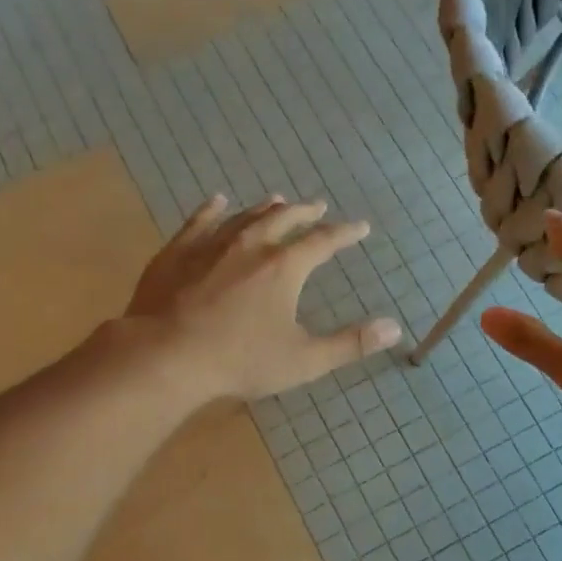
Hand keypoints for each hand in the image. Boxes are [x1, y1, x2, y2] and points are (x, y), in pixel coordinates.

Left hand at [123, 194, 401, 401]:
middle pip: (284, 219)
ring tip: (277, 200)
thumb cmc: (239, 361)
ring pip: (245, 216)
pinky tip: (217, 201)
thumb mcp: (303, 360)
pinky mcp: (177, 252)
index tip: (360, 227)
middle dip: (305, 212)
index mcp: (284, 267)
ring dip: (265, 207)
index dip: (344, 233)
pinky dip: (212, 210)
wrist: (166, 356)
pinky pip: (199, 221)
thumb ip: (350, 344)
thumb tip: (395, 328)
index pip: (323, 242)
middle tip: (318, 206)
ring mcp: (211, 244)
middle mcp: (251, 244)